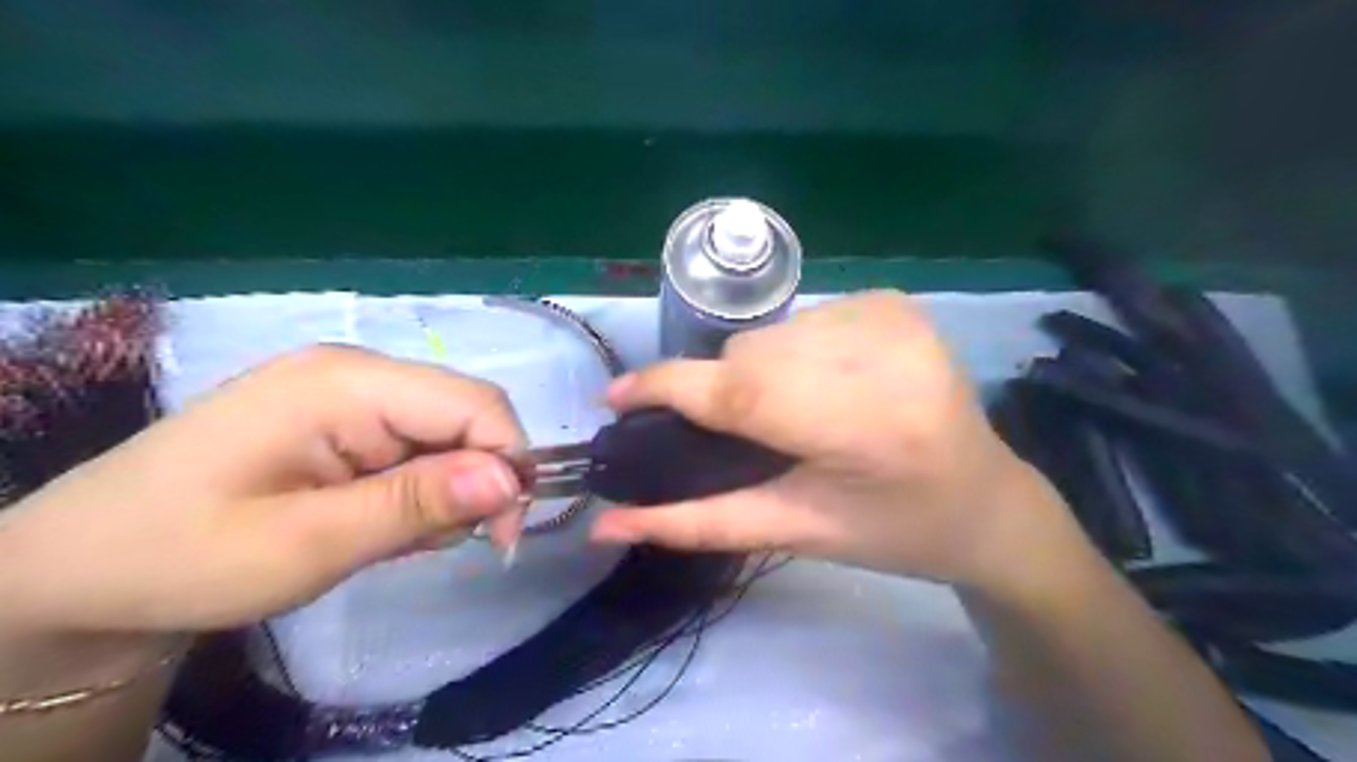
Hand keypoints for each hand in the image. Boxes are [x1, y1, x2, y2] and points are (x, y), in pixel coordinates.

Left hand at [1, 349, 527, 689]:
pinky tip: (374, 521)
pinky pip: (415, 445)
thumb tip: (511, 481)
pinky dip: (417, 490)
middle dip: (474, 480)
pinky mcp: (343, 418)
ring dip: (442, 491)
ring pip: (447, 434)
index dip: (508, 463)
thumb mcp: (307, 544)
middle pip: (466, 414)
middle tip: (437, 542)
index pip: (476, 404)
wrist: (79, 568)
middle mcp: (358, 372)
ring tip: (388, 538)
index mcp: (347, 383)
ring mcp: (349, 392)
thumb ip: (416, 504)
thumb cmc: (181, 556)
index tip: (502, 534)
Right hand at [595, 288, 1070, 588]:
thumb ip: (696, 524)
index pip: (739, 391)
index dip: (666, 388)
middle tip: (746, 434)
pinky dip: (796, 350)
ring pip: (771, 333)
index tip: (614, 396)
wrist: (987, 502)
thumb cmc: (892, 534)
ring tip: (793, 413)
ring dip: (761, 370)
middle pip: (750, 355)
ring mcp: (892, 317)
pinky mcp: (895, 302)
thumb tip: (607, 525)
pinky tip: (828, 384)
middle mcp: (881, 354)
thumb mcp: (794, 532)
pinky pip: (805, 318)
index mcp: (862, 427)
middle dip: (726, 391)